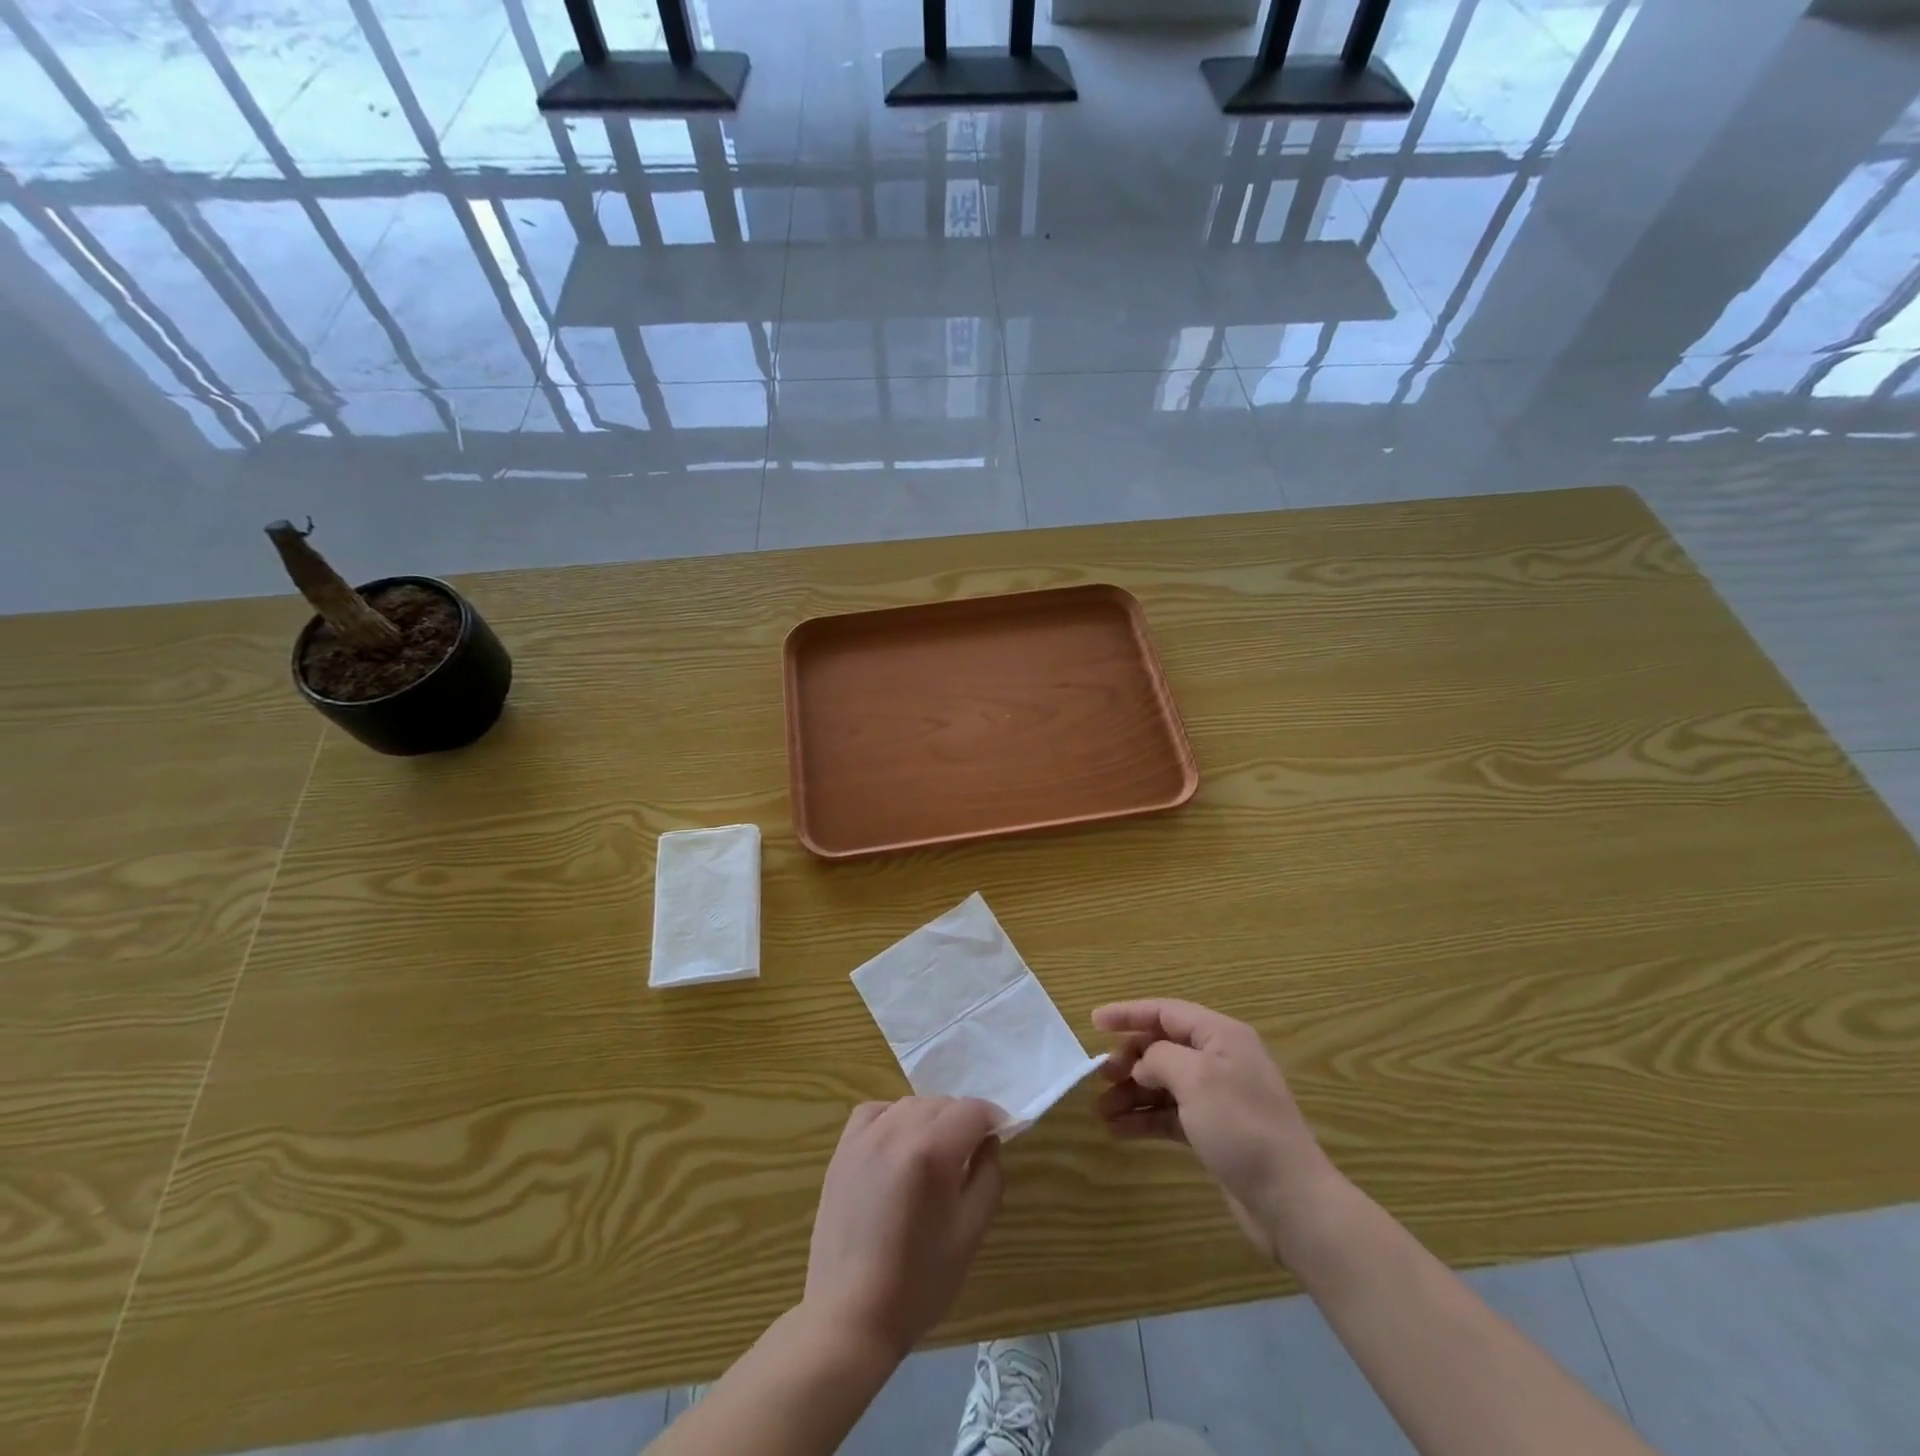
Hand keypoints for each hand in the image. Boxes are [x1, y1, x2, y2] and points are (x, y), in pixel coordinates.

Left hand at [803, 1097, 1003, 1360]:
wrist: (850, 1316)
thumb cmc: (918, 1282)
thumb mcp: (971, 1233)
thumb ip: (989, 1176)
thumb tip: (989, 1142)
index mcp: (932, 1152)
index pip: (973, 1110)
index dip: (993, 1119)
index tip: (1000, 1138)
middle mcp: (897, 1131)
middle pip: (942, 1104)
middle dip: (963, 1121)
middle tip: (970, 1155)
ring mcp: (865, 1138)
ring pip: (910, 1104)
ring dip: (930, 1119)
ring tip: (935, 1154)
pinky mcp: (842, 1150)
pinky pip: (875, 1112)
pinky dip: (893, 1118)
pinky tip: (898, 1146)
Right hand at [1094, 998, 1340, 1262]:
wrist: (1291, 1201)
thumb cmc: (1242, 1128)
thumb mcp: (1196, 1079)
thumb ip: (1160, 1058)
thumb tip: (1143, 1064)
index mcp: (1221, 1036)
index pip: (1166, 1012)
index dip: (1129, 1014)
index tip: (1094, 1022)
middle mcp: (1220, 1060)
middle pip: (1163, 1046)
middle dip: (1129, 1059)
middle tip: (1100, 1076)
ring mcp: (1219, 1097)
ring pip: (1164, 1083)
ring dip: (1132, 1093)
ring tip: (1102, 1110)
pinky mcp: (1215, 1132)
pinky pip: (1171, 1114)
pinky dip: (1146, 1118)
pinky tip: (1119, 1130)